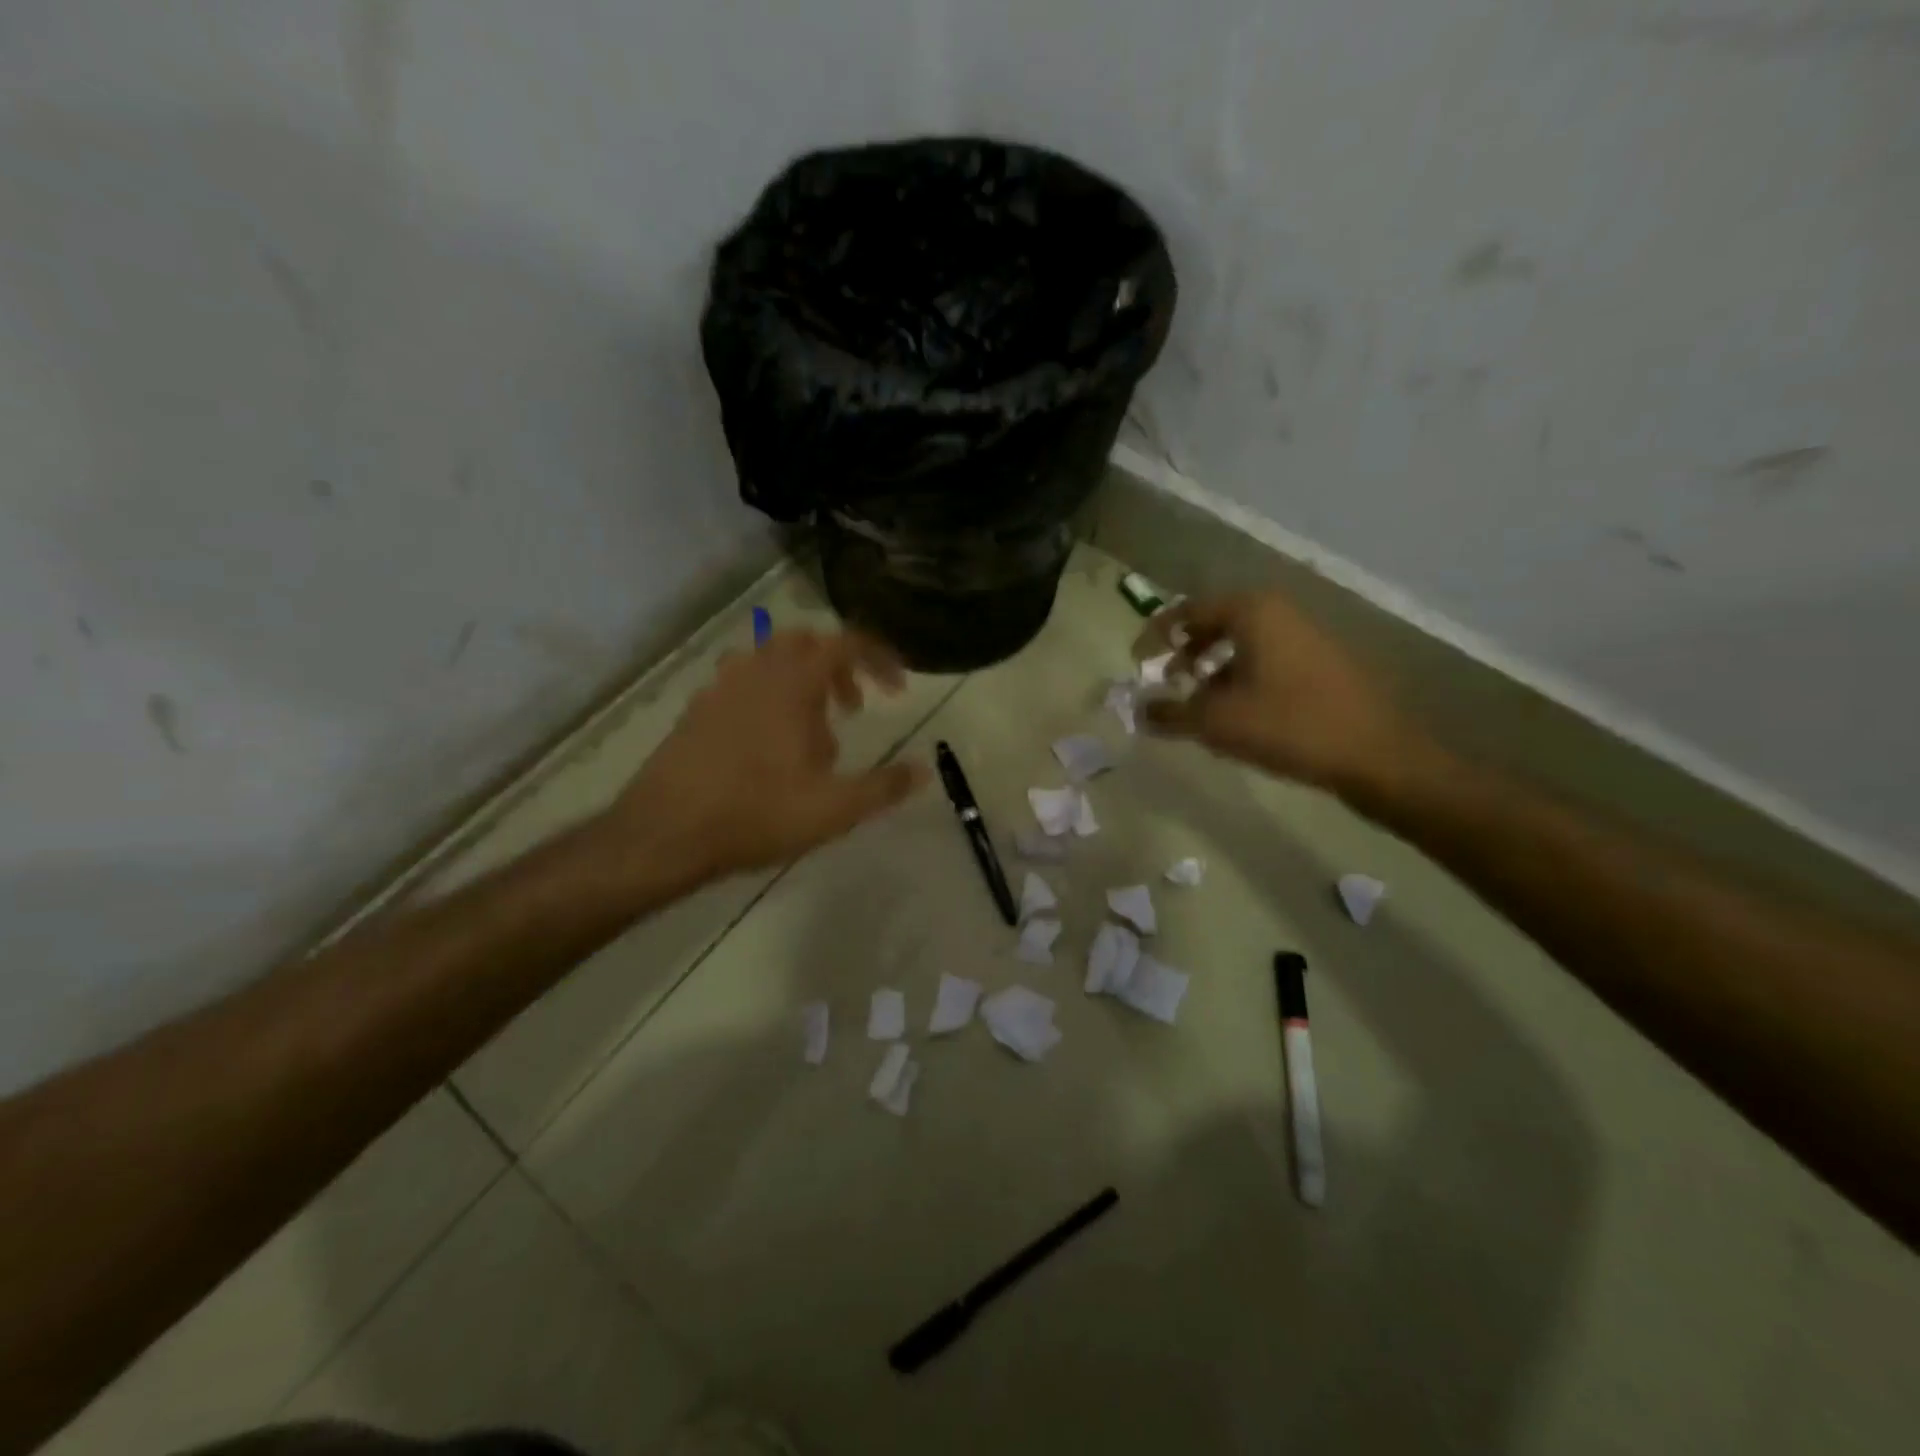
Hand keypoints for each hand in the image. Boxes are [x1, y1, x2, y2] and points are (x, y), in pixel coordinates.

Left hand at [605, 629, 927, 881]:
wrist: (666, 832)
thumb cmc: (757, 813)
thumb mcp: (834, 808)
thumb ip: (884, 786)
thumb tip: (923, 770)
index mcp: (792, 682)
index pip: (845, 643)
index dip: (878, 659)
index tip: (897, 689)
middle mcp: (755, 671)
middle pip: (806, 643)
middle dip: (838, 668)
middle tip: (853, 708)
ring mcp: (720, 688)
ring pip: (768, 660)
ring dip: (800, 680)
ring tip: (811, 727)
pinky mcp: (696, 710)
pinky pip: (740, 683)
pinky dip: (766, 696)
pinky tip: (767, 743)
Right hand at [1138, 590, 1424, 797]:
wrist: (1376, 754)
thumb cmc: (1289, 725)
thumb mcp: (1217, 722)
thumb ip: (1170, 713)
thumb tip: (1138, 710)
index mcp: (1252, 611)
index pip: (1187, 611)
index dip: (1156, 635)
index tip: (1137, 662)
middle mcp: (1279, 612)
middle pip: (1216, 622)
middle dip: (1186, 651)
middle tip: (1170, 681)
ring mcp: (1306, 635)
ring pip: (1243, 641)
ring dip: (1213, 667)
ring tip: (1201, 702)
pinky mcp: (1322, 662)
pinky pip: (1266, 657)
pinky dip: (1241, 675)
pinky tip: (1239, 712)